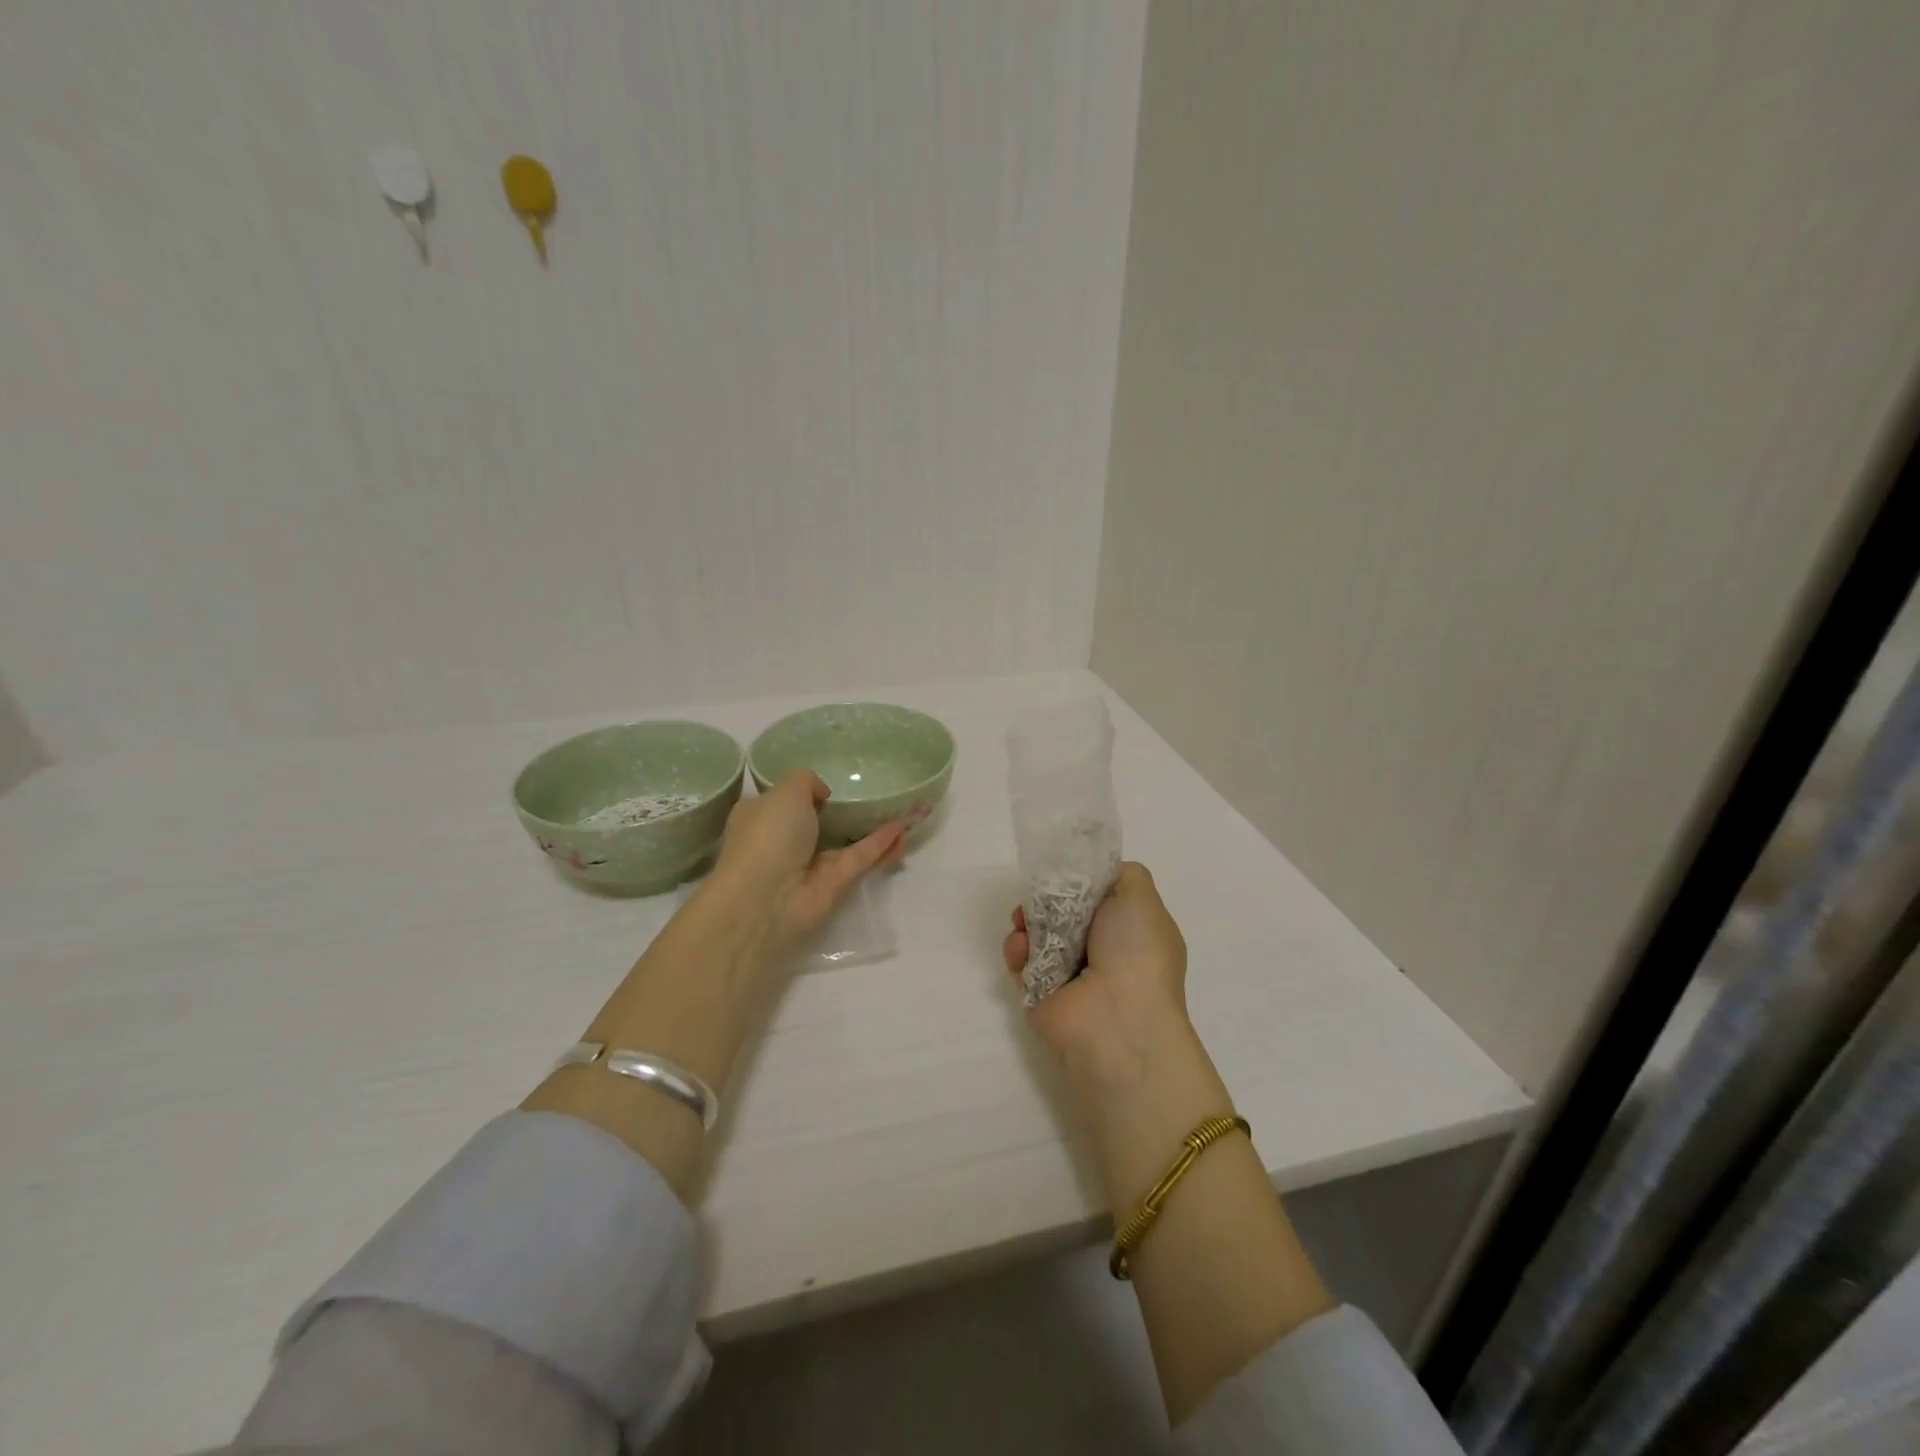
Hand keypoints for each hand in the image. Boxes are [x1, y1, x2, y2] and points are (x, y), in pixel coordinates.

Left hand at [707, 770, 922, 961]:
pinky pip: (863, 856)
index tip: (831, 784)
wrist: (765, 898)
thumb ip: (807, 781)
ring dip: (876, 828)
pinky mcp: (835, 883)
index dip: (804, 793)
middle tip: (876, 794)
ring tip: (908, 809)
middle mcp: (785, 841)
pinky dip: (883, 842)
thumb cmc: (768, 835)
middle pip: (820, 823)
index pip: (783, 802)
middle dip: (846, 812)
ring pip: (848, 841)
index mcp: (762, 817)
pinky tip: (907, 826)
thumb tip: (823, 795)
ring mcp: (811, 864)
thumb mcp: (785, 791)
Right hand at [1002, 862, 1193, 1093]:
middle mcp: (1102, 952)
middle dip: (1043, 899)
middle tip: (1034, 895)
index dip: (1075, 880)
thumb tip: (1095, 875)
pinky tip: (1022, 949)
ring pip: (1037, 934)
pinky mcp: (1040, 993)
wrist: (1116, 1020)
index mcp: (1129, 931)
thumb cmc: (1135, 952)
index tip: (1059, 872)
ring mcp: (1069, 975)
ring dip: (1025, 923)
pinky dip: (1017, 950)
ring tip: (1023, 925)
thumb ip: (1120, 872)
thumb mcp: (1139, 895)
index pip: (1096, 896)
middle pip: (1061, 912)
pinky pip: (1021, 961)